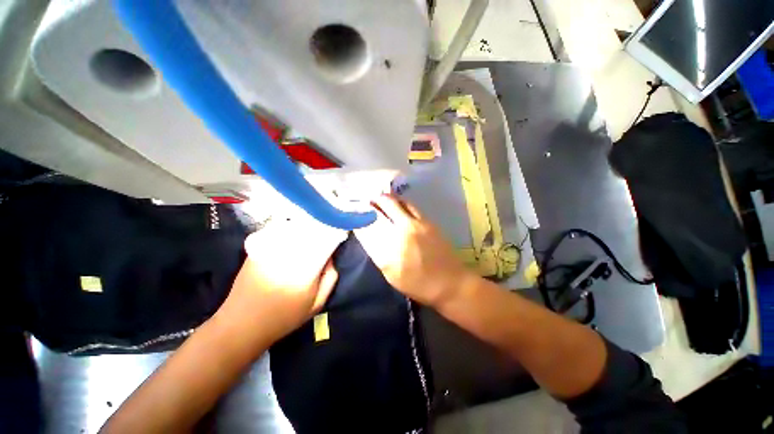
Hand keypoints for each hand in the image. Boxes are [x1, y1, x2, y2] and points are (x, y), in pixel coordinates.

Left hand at [218, 216, 346, 339]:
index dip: (334, 234)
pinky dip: (290, 228)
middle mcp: (289, 254)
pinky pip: (279, 231)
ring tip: (313, 227)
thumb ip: (330, 279)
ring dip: (306, 226)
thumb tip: (331, 257)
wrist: (242, 325)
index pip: (326, 242)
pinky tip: (294, 232)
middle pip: (311, 231)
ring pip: (294, 228)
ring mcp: (271, 249)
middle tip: (328, 229)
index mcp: (306, 268)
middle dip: (321, 228)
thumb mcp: (316, 304)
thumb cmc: (284, 317)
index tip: (340, 232)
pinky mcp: (258, 248)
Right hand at [354, 194, 474, 306]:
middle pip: (386, 205)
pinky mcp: (429, 222)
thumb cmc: (418, 284)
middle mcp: (404, 229)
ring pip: (400, 202)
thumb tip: (369, 236)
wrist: (450, 283)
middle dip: (374, 200)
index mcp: (392, 246)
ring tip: (380, 200)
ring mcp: (419, 223)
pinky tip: (398, 207)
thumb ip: (379, 254)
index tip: (354, 212)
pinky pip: (411, 207)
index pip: (371, 224)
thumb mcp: (392, 275)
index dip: (361, 215)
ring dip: (388, 199)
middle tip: (367, 201)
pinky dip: (401, 203)